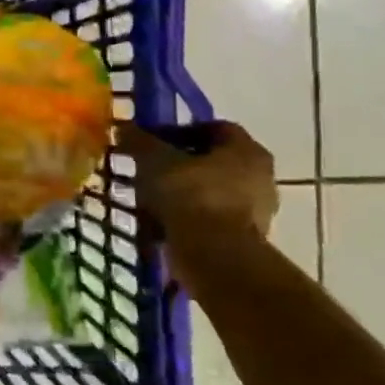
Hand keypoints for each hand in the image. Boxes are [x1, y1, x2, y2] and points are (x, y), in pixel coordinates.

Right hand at [114, 120, 277, 242]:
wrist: (214, 256)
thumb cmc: (191, 195)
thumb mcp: (155, 159)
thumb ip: (140, 141)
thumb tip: (125, 129)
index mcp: (247, 151)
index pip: (215, 128)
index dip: (181, 130)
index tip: (153, 141)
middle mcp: (260, 178)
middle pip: (213, 162)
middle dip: (179, 164)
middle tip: (149, 168)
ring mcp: (255, 212)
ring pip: (208, 192)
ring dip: (180, 193)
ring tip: (148, 198)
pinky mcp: (242, 240)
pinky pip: (208, 220)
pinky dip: (185, 219)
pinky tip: (158, 223)